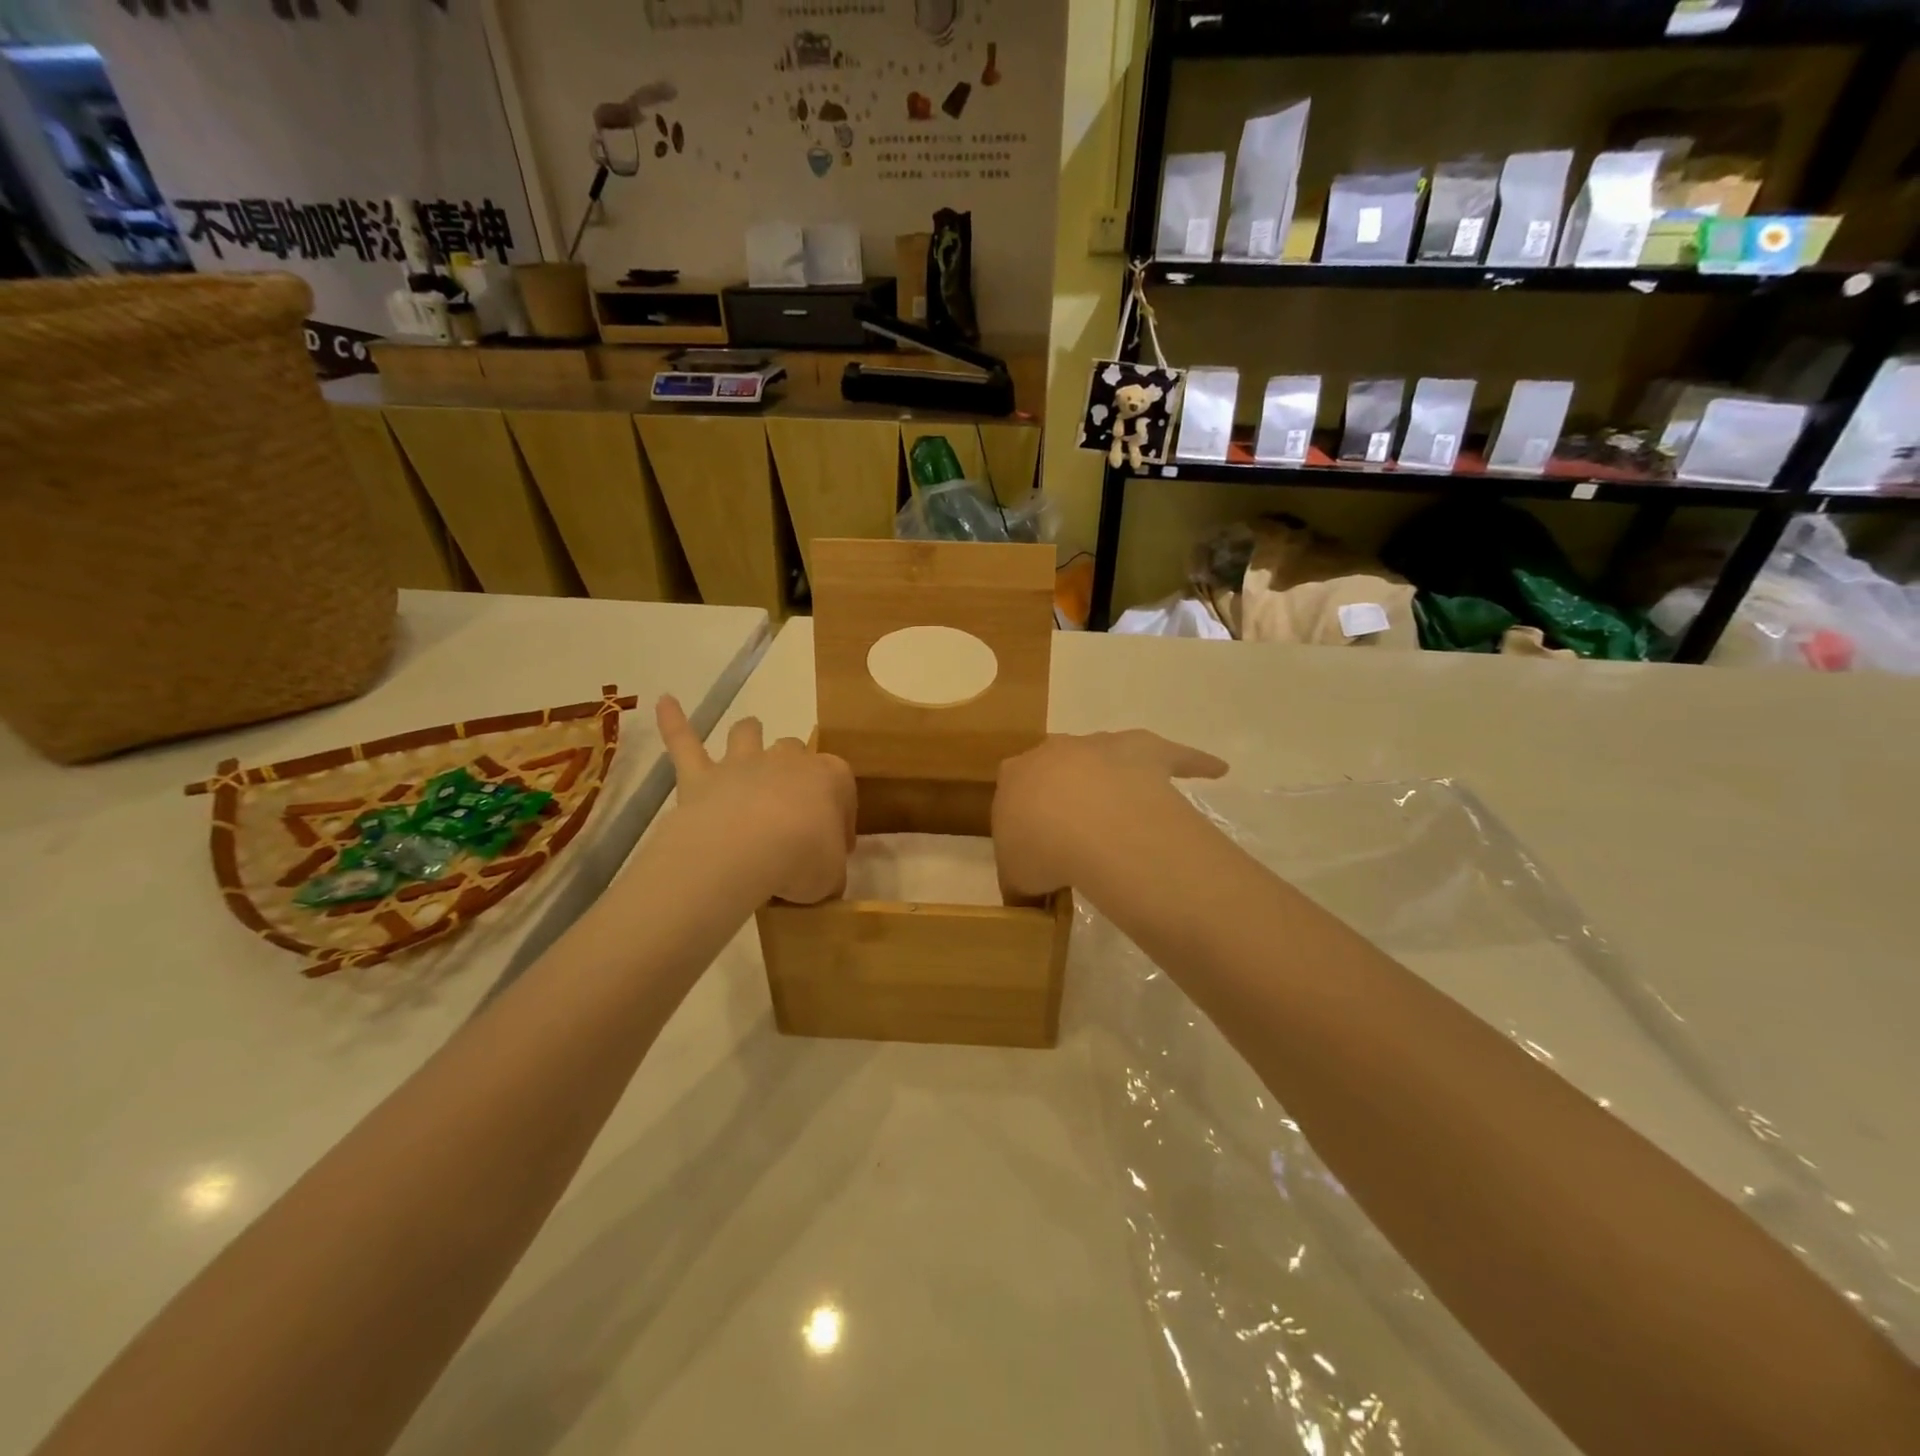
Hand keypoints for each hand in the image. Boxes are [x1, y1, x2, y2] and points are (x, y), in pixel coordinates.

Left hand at [656, 697, 855, 904]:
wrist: (745, 850)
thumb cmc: (802, 859)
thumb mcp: (832, 876)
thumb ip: (830, 872)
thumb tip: (825, 879)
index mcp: (830, 778)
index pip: (842, 790)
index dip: (841, 819)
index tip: (836, 847)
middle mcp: (787, 760)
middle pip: (795, 751)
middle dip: (795, 768)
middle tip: (793, 806)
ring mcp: (741, 764)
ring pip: (747, 734)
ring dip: (749, 734)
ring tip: (749, 735)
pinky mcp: (700, 776)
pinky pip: (684, 742)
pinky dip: (674, 722)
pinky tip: (664, 701)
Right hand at [994, 731, 1226, 897]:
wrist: (1085, 822)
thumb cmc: (1039, 848)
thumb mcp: (1015, 877)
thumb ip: (1019, 880)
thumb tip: (1029, 895)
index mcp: (1016, 776)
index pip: (1014, 785)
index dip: (1025, 813)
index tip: (1034, 839)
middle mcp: (1057, 751)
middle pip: (1059, 764)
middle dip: (1065, 789)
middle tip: (1075, 828)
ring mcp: (1103, 746)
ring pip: (1110, 752)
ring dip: (1115, 774)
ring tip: (1127, 806)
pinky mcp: (1147, 750)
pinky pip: (1174, 756)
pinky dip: (1193, 763)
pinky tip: (1215, 772)